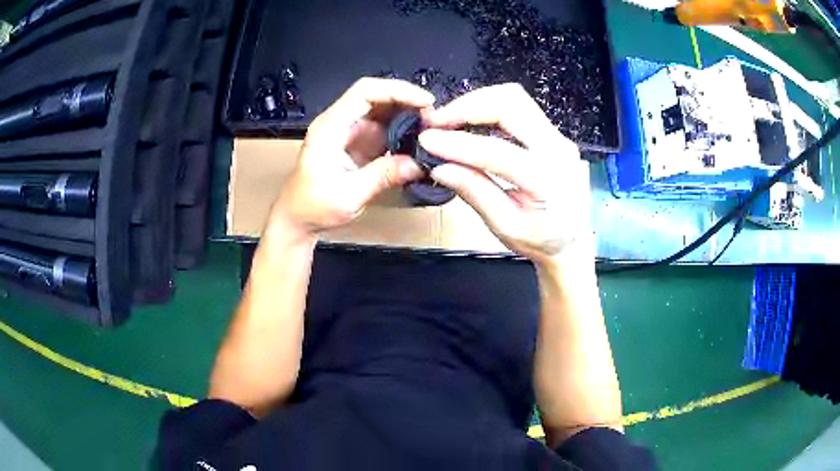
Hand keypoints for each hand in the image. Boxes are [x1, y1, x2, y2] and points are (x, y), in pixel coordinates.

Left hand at [269, 78, 434, 236]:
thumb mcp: (349, 194)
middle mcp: (340, 122)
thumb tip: (420, 163)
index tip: (425, 102)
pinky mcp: (358, 143)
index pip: (364, 92)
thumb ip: (384, 175)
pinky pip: (384, 128)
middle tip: (434, 117)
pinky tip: (419, 141)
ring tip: (432, 128)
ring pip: (383, 111)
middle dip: (407, 101)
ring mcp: (349, 132)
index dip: (397, 90)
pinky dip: (403, 131)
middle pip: (376, 96)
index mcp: (330, 127)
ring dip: (407, 115)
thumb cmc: (313, 206)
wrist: (298, 219)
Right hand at [419, 83, 590, 264]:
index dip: (458, 143)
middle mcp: (558, 148)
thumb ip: (475, 194)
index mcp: (548, 180)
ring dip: (476, 103)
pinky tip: (469, 123)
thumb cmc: (541, 240)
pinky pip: (518, 107)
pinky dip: (488, 108)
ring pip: (514, 98)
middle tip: (436, 122)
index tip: (426, 140)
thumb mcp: (505, 227)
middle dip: (467, 107)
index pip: (498, 151)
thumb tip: (439, 168)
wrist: (571, 240)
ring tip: (448, 120)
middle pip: (510, 104)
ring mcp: (557, 136)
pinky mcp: (551, 132)